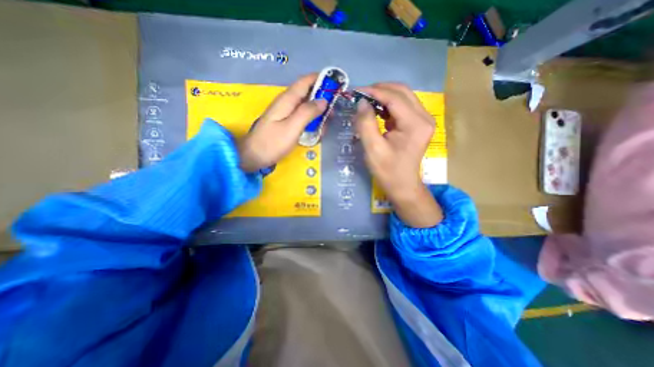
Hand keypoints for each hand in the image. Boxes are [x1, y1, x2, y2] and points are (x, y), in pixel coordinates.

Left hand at [239, 75, 326, 173]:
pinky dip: (311, 120)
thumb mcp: (292, 128)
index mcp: (287, 99)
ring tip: (326, 124)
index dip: (321, 80)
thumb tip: (323, 100)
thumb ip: (307, 112)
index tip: (336, 85)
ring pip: (306, 106)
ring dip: (318, 112)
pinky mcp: (286, 122)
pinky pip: (302, 116)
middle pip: (307, 93)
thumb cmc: (272, 143)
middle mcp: (287, 102)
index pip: (305, 81)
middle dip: (322, 99)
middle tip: (334, 112)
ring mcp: (286, 113)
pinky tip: (316, 130)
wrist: (253, 156)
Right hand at [355, 84, 441, 227]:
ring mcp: (423, 120)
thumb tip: (362, 102)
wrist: (402, 185)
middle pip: (402, 92)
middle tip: (361, 95)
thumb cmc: (387, 170)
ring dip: (384, 97)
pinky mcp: (419, 124)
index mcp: (415, 124)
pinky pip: (403, 106)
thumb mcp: (372, 148)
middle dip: (380, 90)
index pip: (394, 98)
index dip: (374, 91)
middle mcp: (424, 117)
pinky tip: (377, 112)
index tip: (356, 91)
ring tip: (367, 103)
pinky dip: (388, 105)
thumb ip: (366, 123)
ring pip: (403, 97)